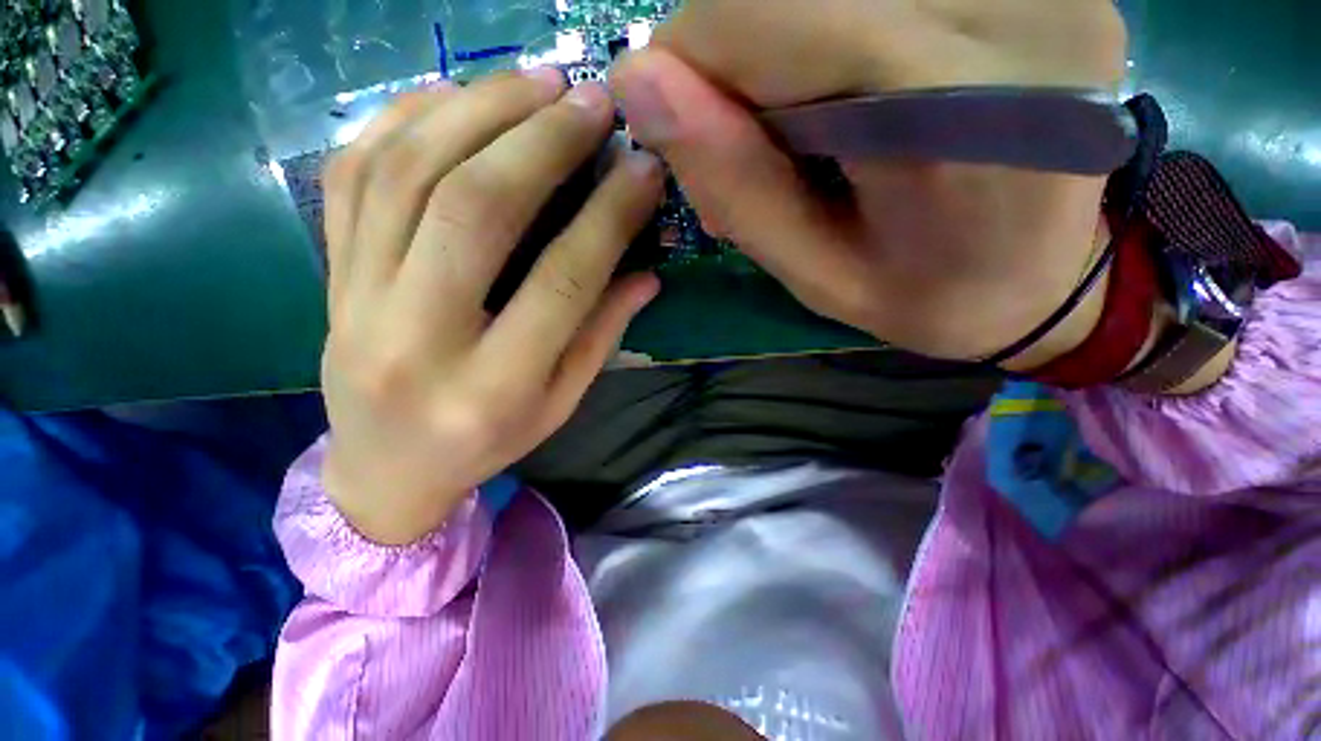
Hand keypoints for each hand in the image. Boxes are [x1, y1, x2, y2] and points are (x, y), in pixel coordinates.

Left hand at [320, 72, 664, 544]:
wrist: (384, 467)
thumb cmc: (487, 443)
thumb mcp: (560, 404)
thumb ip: (602, 337)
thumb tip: (646, 274)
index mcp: (494, 386)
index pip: (562, 281)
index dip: (609, 216)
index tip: (643, 169)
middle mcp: (419, 338)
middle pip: (475, 210)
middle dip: (541, 141)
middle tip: (590, 99)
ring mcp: (356, 300)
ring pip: (408, 174)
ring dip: (478, 110)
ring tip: (536, 82)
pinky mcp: (330, 275)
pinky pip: (353, 175)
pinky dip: (404, 118)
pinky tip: (454, 95)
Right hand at [612, 0, 1127, 365]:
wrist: (1040, 279)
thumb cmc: (925, 297)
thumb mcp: (813, 275)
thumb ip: (733, 185)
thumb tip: (634, 80)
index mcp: (955, 106)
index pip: (753, 15)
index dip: (687, 65)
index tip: (690, 138)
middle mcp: (1010, 1)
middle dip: (731, 57)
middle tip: (751, 145)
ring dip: (777, 43)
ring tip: (801, 126)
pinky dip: (825, 27)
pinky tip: (848, 89)